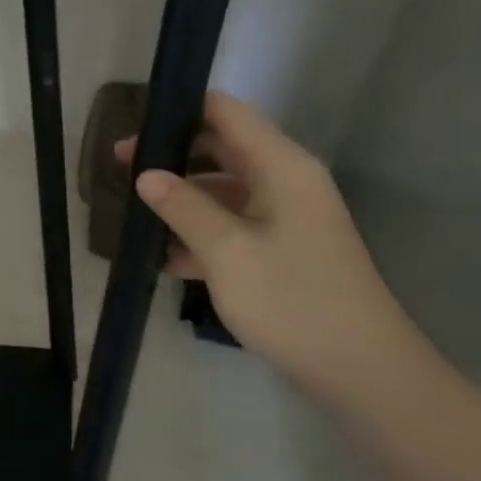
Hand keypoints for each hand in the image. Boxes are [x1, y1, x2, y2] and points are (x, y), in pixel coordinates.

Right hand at [120, 92, 420, 402]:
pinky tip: (163, 256)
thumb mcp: (227, 251)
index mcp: (280, 165)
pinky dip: (200, 233)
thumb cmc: (292, 300)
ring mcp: (285, 216)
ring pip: (223, 190)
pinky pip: (233, 225)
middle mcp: (285, 180)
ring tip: (133, 213)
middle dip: (171, 156)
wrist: (360, 369)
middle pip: (221, 148)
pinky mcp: (282, 249)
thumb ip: (183, 207)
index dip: (179, 110)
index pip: (225, 112)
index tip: (134, 129)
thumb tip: (146, 174)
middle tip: (120, 170)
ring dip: (181, 198)